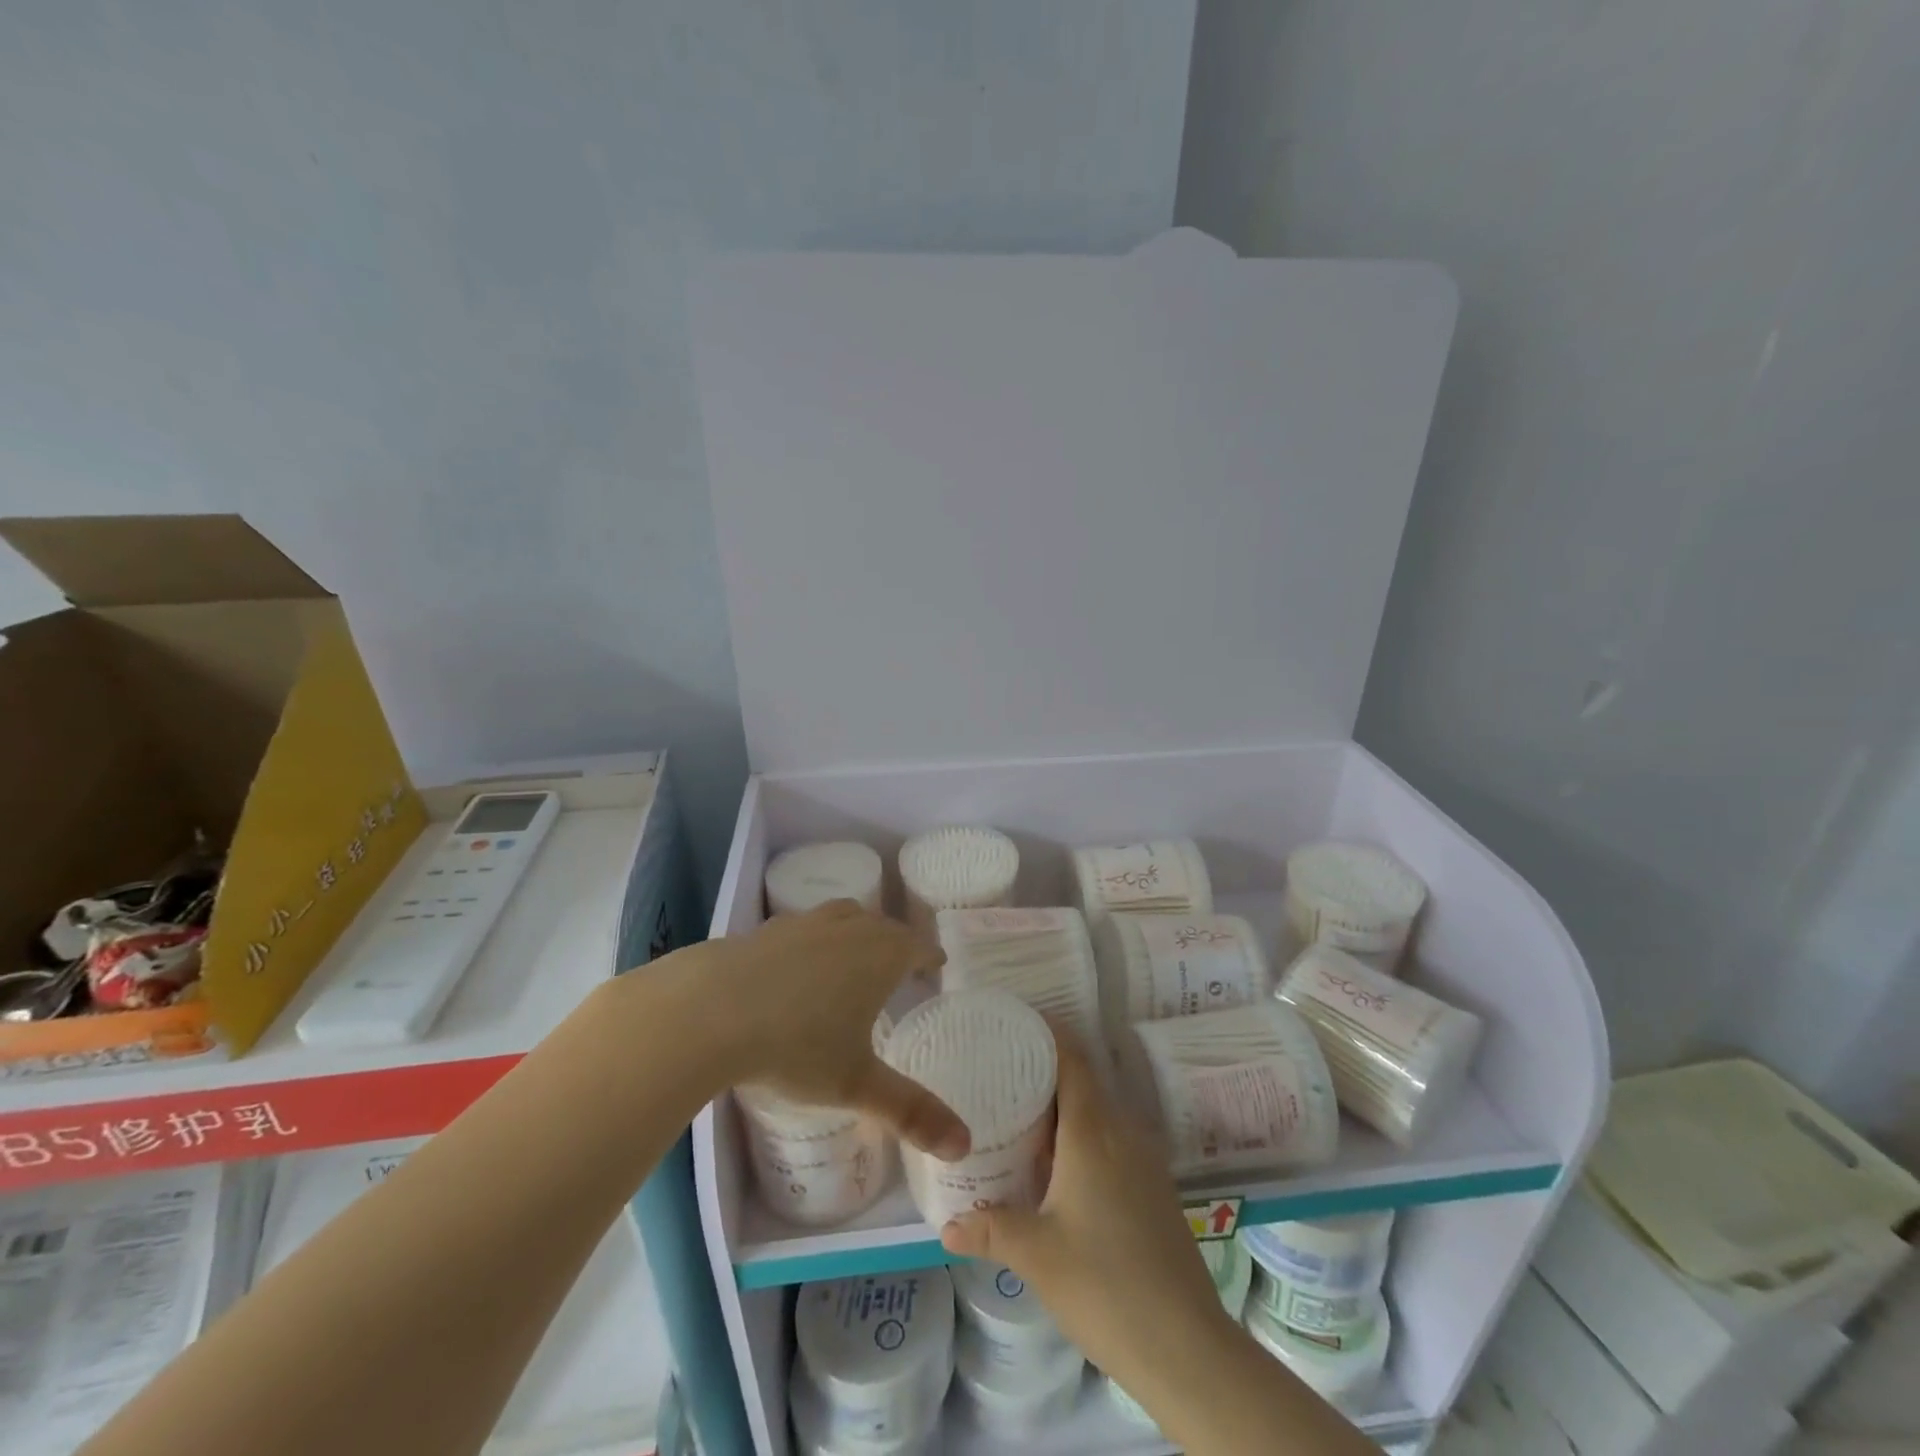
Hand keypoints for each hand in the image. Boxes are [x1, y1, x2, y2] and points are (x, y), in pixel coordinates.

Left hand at [709, 901, 967, 1159]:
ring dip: (856, 932)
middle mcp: (849, 928)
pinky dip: (812, 940)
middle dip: (896, 944)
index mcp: (882, 955)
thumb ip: (910, 1112)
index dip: (931, 957)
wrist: (709, 1010)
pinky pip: (803, 927)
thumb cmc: (796, 1045)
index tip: (936, 967)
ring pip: (844, 917)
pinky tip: (797, 966)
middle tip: (900, 968)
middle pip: (884, 926)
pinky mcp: (767, 929)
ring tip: (852, 959)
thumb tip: (965, 1146)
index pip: (919, 947)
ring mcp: (805, 922)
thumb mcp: (856, 1084)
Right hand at [938, 1035, 1227, 1393]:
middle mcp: (1122, 1132)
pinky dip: (1082, 1136)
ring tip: (1021, 1116)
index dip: (1047, 1032)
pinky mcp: (1154, 1187)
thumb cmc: (1105, 1285)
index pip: (1072, 1058)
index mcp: (1093, 1131)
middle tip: (1001, 1073)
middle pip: (1084, 1081)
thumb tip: (946, 1226)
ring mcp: (1144, 1159)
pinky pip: (1112, 1140)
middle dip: (1045, 1071)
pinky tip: (1057, 1167)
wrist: (1187, 1346)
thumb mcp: (1037, 1255)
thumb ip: (990, 1230)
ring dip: (1064, 1108)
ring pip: (1099, 1112)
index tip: (1014, 1024)